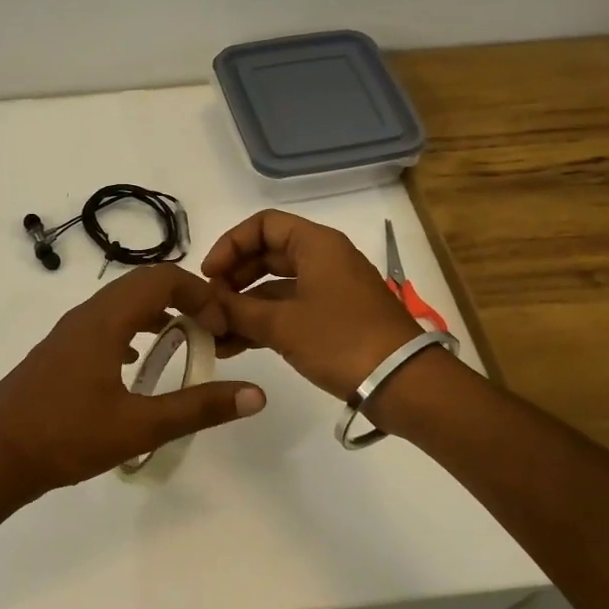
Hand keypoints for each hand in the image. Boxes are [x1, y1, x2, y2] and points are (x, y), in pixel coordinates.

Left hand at [0, 263, 266, 500]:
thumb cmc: (66, 436)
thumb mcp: (139, 426)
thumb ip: (198, 408)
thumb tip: (255, 394)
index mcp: (105, 320)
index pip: (162, 279)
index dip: (200, 293)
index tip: (221, 327)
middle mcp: (86, 315)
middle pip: (142, 285)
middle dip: (183, 299)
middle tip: (210, 333)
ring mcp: (68, 333)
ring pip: (121, 305)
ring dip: (157, 314)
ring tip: (183, 345)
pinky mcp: (59, 352)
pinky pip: (105, 324)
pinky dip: (132, 330)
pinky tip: (137, 364)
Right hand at [202, 211, 421, 399]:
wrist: (403, 383)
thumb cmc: (340, 340)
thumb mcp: (281, 324)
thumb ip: (237, 310)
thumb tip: (205, 305)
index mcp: (316, 245)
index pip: (263, 225)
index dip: (230, 244)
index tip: (209, 275)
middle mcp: (324, 259)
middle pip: (266, 254)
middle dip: (233, 279)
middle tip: (209, 305)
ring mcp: (330, 290)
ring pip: (275, 286)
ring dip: (244, 306)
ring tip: (214, 334)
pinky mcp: (334, 318)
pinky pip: (289, 310)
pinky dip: (263, 322)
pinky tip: (235, 345)